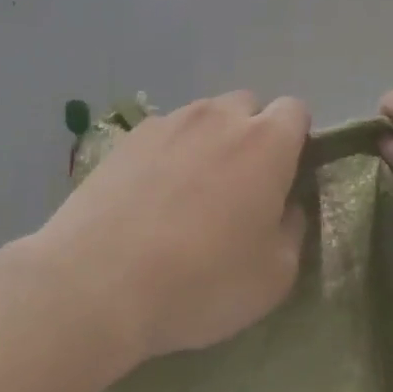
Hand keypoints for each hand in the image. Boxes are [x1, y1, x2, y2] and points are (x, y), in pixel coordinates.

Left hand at [32, 91, 310, 363]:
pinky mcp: (125, 139)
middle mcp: (219, 117)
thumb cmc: (201, 281)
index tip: (284, 179)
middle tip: (239, 188)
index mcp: (266, 142)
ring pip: (203, 119)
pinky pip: (163, 136)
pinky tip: (151, 200)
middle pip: (248, 107)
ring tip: (190, 196)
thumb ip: (292, 229)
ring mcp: (167, 123)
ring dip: (209, 144)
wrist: (97, 284)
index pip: (295, 111)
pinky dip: (167, 156)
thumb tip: (285, 207)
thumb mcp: (274, 275)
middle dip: (251, 136)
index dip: (295, 141)